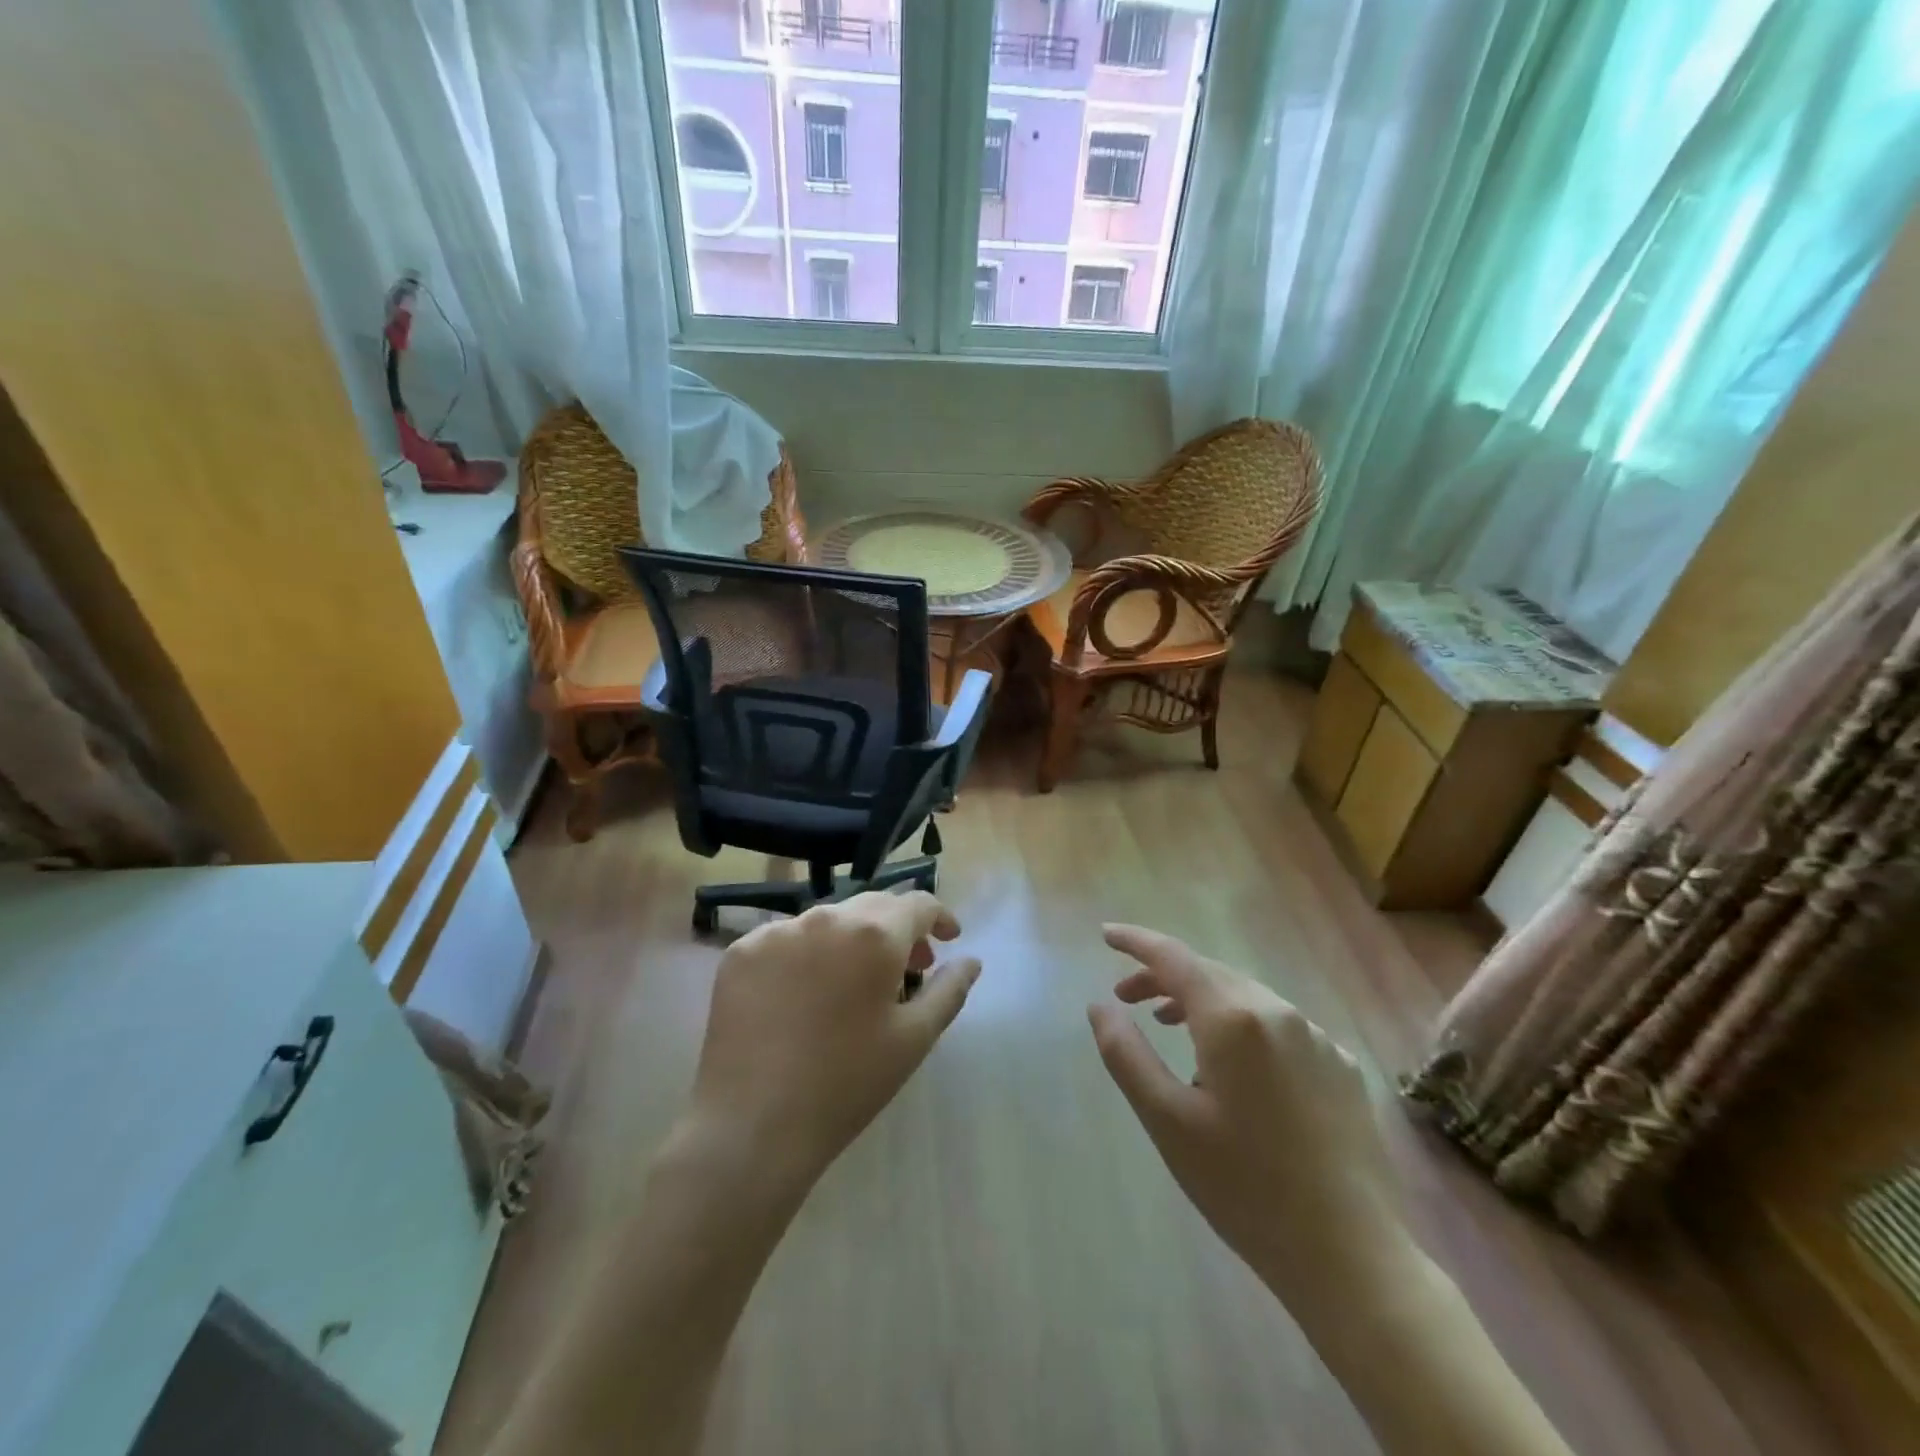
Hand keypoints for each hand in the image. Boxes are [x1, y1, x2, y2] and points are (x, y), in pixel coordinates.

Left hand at [680, 891, 979, 1192]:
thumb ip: (949, 990)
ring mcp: (776, 932)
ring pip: (828, 920)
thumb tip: (970, 960)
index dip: (939, 917)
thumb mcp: (914, 1039)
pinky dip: (807, 954)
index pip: (917, 904)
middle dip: (898, 928)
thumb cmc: (847, 1084)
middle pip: (873, 906)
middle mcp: (825, 918)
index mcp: (874, 934)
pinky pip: (786, 938)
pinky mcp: (740, 952)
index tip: (948, 940)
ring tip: (854, 982)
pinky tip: (805, 993)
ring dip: (852, 939)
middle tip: (908, 966)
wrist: (752, 1127)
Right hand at [1087, 924, 1403, 1296]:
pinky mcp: (1341, 1066)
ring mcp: (1317, 1038)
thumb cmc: (1245, 1188)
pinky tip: (1233, 1069)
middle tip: (1126, 999)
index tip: (1106, 935)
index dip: (1136, 942)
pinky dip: (1242, 1027)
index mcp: (1233, 1018)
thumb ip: (1126, 1054)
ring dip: (1200, 1001)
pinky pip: (1279, 1027)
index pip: (1173, 957)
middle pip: (1209, 973)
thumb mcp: (1166, 1120)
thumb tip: (1099, 1006)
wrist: (1352, 1260)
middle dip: (1163, 977)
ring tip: (1170, 1026)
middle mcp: (1278, 1012)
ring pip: (1245, 997)